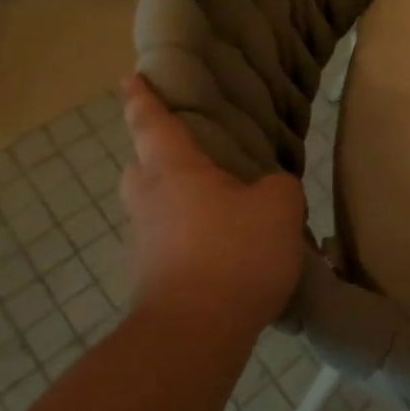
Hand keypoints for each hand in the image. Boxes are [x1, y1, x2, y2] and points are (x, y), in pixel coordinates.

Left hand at [117, 75, 305, 339]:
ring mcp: (146, 242)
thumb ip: (277, 187)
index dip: (143, 97)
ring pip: (156, 206)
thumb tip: (267, 192)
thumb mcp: (279, 206)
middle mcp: (150, 200)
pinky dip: (191, 235)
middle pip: (142, 166)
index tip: (130, 77)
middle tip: (191, 151)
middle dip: (157, 154)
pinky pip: (170, 240)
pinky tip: (226, 246)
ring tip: (220, 202)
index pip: (152, 123)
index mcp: (174, 171)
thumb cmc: (234, 253)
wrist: (195, 333)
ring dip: (178, 198)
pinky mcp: (153, 277)